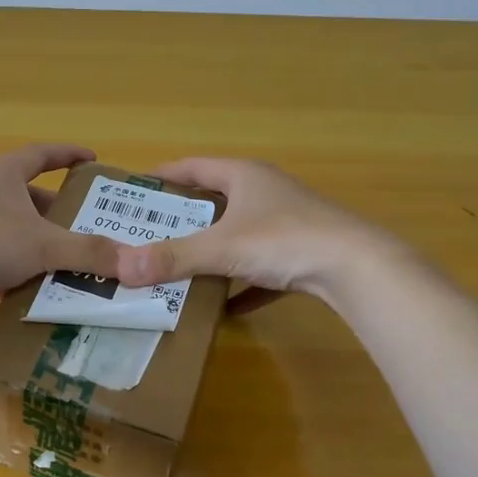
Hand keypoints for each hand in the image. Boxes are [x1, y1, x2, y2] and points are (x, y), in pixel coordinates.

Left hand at [0, 144, 119, 322]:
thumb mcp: (44, 245)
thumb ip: (89, 252)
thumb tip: (134, 261)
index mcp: (4, 175)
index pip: (42, 155)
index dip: (68, 155)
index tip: (92, 160)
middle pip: (31, 199)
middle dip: (62, 214)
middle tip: (94, 228)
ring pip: (16, 235)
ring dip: (42, 248)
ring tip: (76, 264)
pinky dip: (20, 276)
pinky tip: (41, 293)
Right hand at [114, 158, 390, 309]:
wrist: (356, 267)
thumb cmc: (284, 240)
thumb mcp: (222, 248)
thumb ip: (173, 258)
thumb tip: (121, 268)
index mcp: (244, 176)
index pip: (194, 167)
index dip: (163, 176)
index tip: (135, 189)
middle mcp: (265, 193)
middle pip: (215, 201)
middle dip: (183, 219)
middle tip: (147, 235)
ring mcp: (286, 224)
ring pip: (238, 236)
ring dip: (212, 253)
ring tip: (177, 270)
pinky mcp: (301, 255)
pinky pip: (261, 270)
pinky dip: (242, 286)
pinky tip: (225, 310)